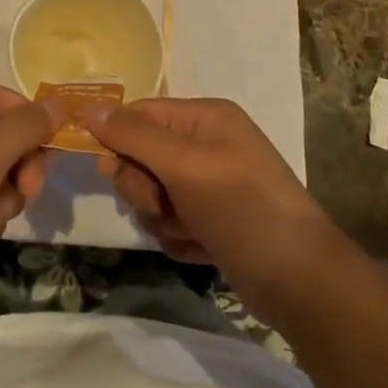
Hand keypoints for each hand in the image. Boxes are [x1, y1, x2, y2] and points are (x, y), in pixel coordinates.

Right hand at [81, 97, 343, 312]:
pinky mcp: (210, 219)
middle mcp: (206, 144)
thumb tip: (88, 106)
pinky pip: (169, 220)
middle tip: (165, 205)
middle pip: (141, 156)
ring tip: (191, 230)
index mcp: (205, 117)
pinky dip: (178, 236)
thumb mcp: (184, 165)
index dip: (117, 138)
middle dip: (145, 188)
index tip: (105, 170)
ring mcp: (209, 184)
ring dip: (161, 217)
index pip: (140, 112)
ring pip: (151, 193)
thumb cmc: (242, 208)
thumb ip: (133, 135)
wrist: (299, 281)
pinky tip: (201, 248)